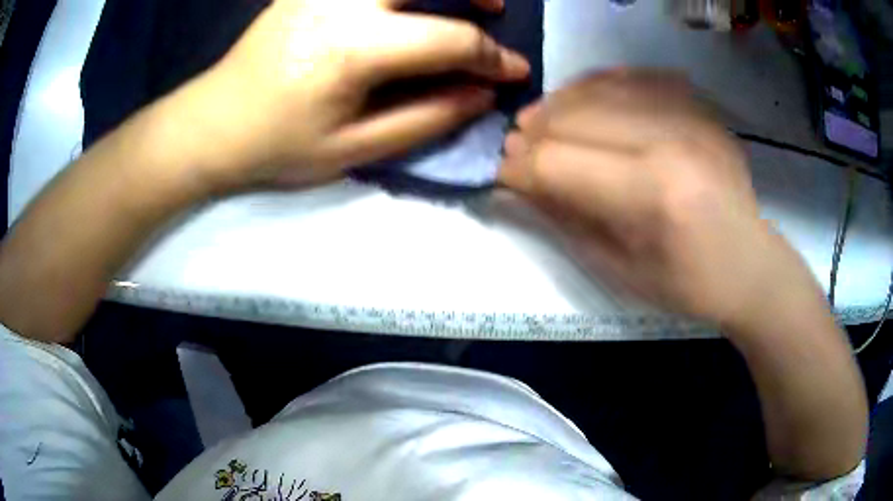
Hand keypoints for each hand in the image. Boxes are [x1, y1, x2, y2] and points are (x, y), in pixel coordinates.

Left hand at [182, 0, 529, 190]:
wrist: (212, 123)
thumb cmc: (277, 145)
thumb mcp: (352, 150)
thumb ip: (425, 118)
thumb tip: (482, 94)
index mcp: (353, 48)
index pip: (449, 38)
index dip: (492, 56)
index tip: (516, 71)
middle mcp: (340, 2)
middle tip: (494, 9)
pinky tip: (405, 1)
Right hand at [499, 70, 801, 329]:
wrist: (749, 265)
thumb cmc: (686, 284)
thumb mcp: (618, 270)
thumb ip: (564, 219)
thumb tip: (519, 181)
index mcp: (652, 195)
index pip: (558, 163)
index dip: (518, 167)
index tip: (502, 173)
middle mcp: (670, 140)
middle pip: (573, 117)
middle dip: (532, 133)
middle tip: (516, 147)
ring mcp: (688, 114)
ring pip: (598, 87)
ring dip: (558, 104)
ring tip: (541, 121)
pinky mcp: (698, 106)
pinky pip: (633, 76)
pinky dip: (598, 84)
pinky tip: (584, 99)